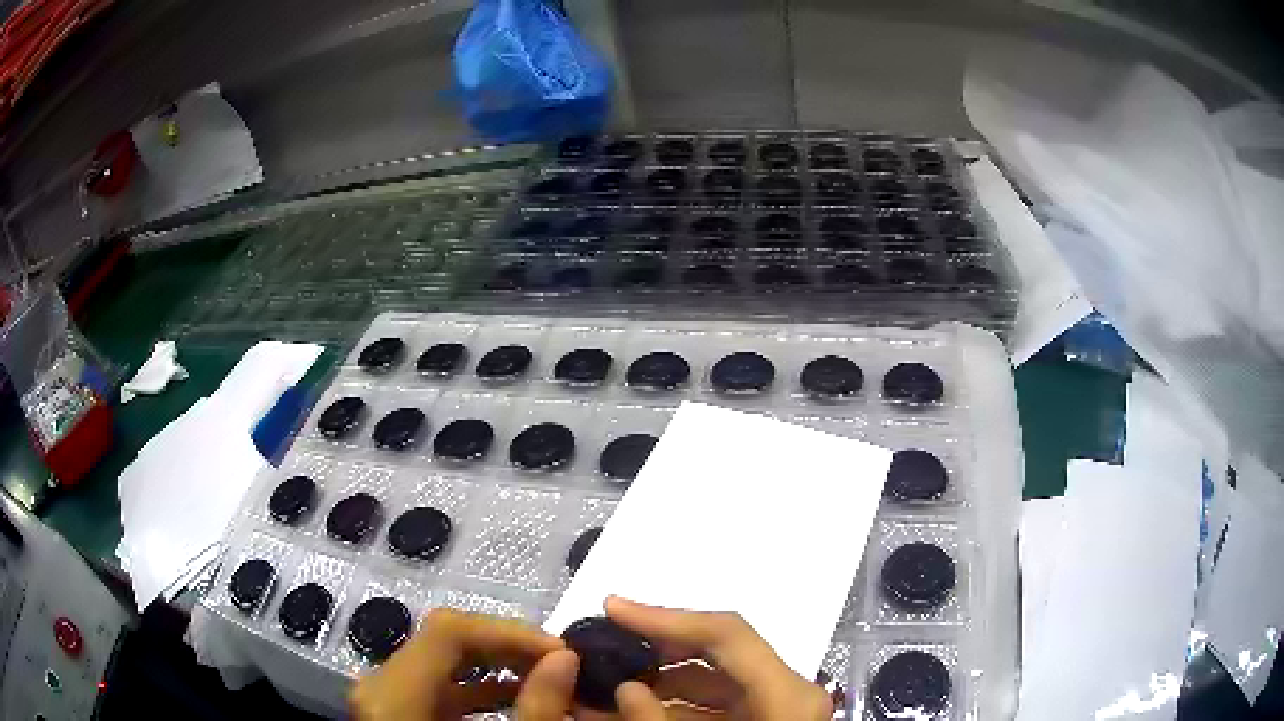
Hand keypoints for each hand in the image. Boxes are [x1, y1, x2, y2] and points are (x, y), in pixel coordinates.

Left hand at [350, 608, 578, 720]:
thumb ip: (535, 710)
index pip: (447, 632)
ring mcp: (386, 698)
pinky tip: (518, 695)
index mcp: (392, 695)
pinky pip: (439, 686)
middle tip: (560, 661)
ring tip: (548, 675)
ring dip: (498, 664)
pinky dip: (480, 687)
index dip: (507, 632)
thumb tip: (565, 658)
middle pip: (444, 641)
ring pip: (442, 661)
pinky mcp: (399, 710)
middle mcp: (380, 687)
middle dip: (508, 646)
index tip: (559, 651)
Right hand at [598, 597, 833, 719]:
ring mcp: (777, 707)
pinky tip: (631, 710)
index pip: (725, 632)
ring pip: (710, 684)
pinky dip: (672, 707)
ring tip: (603, 687)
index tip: (612, 607)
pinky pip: (714, 707)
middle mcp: (787, 691)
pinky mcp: (764, 720)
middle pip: (716, 654)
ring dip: (656, 684)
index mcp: (787, 693)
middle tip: (604, 646)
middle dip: (654, 652)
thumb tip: (626, 687)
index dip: (665, 617)